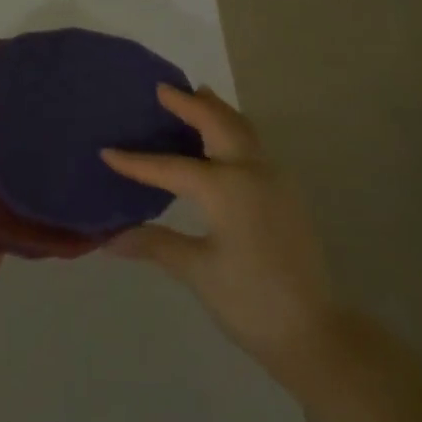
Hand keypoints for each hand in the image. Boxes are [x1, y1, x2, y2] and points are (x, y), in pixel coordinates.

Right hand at [101, 86, 335, 392]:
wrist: (314, 333)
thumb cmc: (250, 301)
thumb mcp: (196, 271)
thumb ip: (155, 244)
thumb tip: (109, 239)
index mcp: (225, 188)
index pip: (169, 167)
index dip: (136, 162)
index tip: (107, 151)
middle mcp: (251, 171)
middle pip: (218, 123)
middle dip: (190, 103)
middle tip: (163, 88)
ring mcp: (274, 179)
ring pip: (242, 129)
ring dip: (217, 111)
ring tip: (196, 95)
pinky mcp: (285, 193)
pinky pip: (254, 146)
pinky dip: (233, 130)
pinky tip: (221, 141)